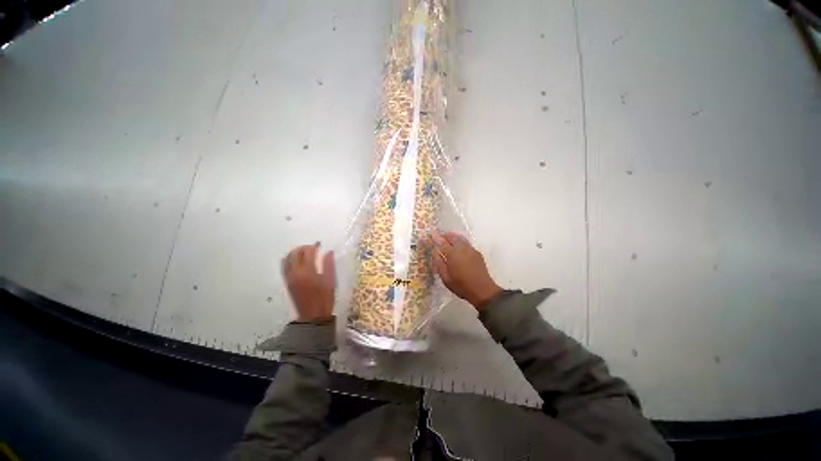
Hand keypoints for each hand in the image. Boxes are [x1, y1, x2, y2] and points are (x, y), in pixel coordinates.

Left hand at [281, 243, 335, 321]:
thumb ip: (329, 265)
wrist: (312, 315)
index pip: (308, 252)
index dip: (314, 246)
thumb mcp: (331, 281)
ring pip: (287, 258)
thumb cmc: (325, 298)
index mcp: (308, 272)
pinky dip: (288, 259)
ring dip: (295, 252)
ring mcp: (289, 277)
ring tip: (304, 252)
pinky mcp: (287, 282)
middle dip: (304, 247)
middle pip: (296, 253)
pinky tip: (294, 259)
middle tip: (313, 248)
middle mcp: (296, 273)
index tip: (320, 244)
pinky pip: (284, 266)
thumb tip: (329, 252)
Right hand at [430, 231, 502, 309]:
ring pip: (460, 238)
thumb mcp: (445, 278)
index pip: (442, 243)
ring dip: (453, 237)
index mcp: (452, 254)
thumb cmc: (461, 286)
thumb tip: (435, 252)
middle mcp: (462, 249)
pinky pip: (466, 243)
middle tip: (439, 236)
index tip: (432, 234)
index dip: (436, 238)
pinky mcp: (477, 253)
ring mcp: (471, 250)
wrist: (483, 290)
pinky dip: (460, 241)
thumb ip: (439, 263)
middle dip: (445, 235)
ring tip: (448, 238)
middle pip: (452, 237)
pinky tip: (458, 246)